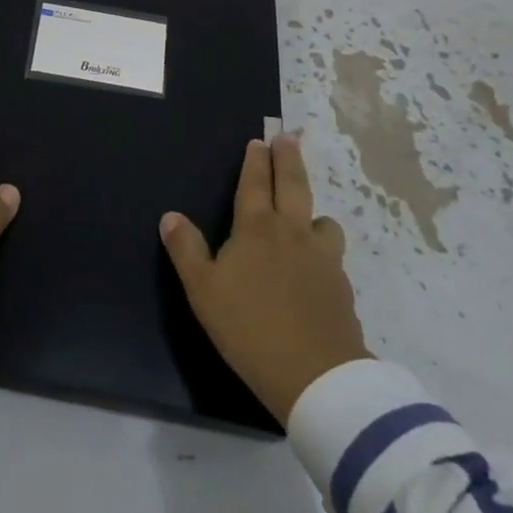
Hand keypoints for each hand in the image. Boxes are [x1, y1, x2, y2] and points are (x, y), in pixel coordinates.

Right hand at [160, 133, 370, 424]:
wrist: (317, 376)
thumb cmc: (249, 327)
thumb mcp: (203, 290)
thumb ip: (186, 250)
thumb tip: (170, 216)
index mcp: (256, 229)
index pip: (255, 184)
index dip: (255, 161)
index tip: (259, 140)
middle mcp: (292, 233)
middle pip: (294, 185)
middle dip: (289, 159)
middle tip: (289, 137)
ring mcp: (323, 259)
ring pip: (322, 221)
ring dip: (313, 209)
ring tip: (308, 212)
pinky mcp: (342, 287)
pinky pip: (333, 255)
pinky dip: (324, 248)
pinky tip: (319, 264)